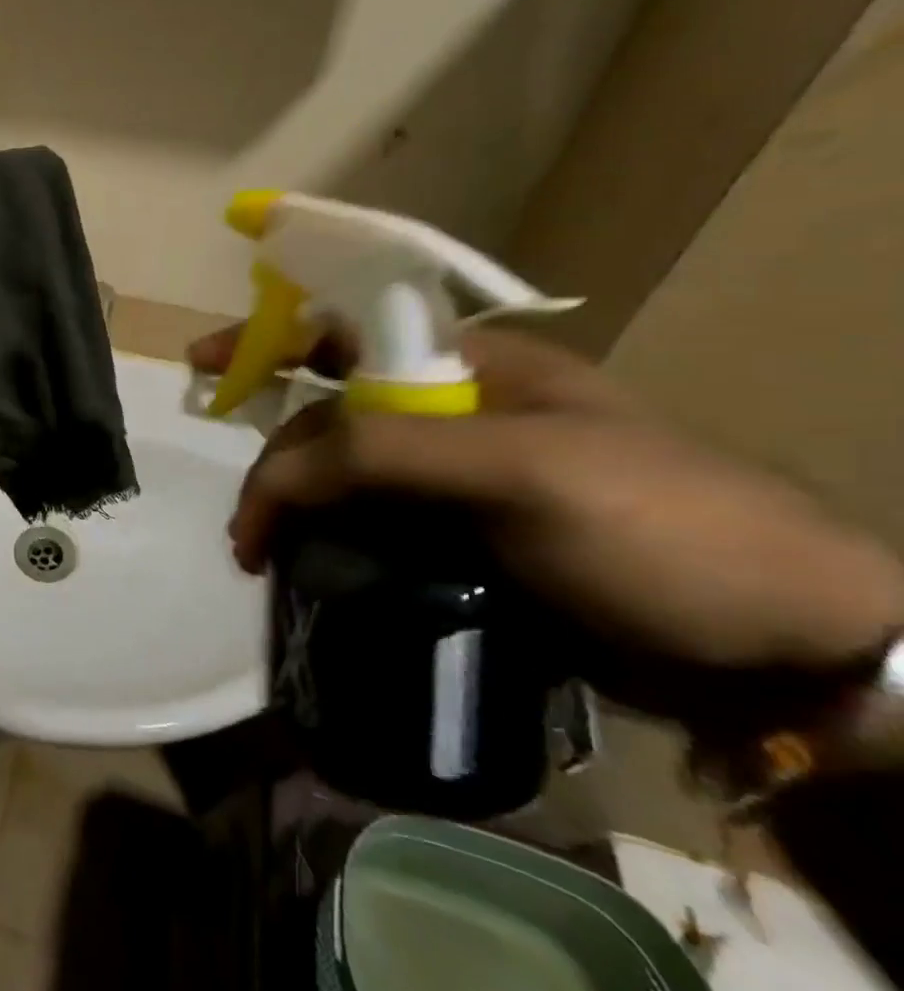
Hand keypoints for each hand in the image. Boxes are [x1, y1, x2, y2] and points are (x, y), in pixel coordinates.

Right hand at [191, 324, 903, 674]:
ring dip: (293, 511)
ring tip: (264, 559)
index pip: (346, 333)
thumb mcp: (523, 468)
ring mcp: (453, 487)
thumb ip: (386, 450)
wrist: (786, 657)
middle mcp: (453, 418)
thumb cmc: (662, 527)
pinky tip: (307, 576)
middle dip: (278, 463)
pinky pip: (367, 534)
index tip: (205, 364)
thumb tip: (275, 474)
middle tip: (250, 528)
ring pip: (342, 482)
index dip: (271, 338)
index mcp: (471, 370)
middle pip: (330, 420)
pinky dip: (327, 549)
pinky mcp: (458, 548)